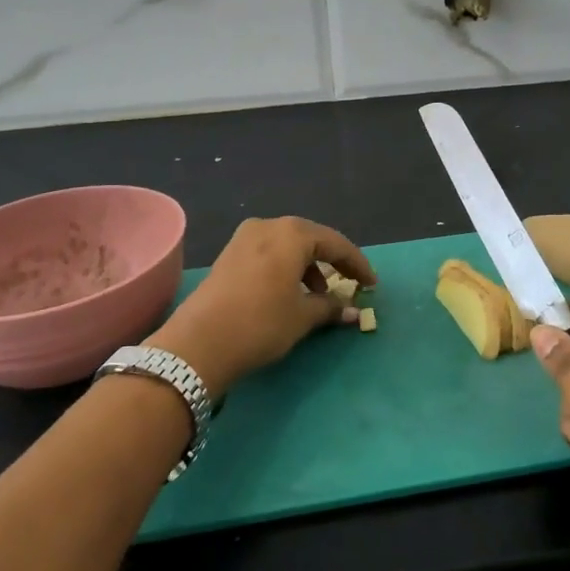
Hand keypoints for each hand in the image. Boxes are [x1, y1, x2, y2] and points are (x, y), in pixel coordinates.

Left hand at [147, 217, 375, 395]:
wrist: (197, 344)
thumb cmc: (260, 324)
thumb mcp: (302, 317)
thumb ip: (331, 308)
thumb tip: (353, 312)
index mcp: (292, 234)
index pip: (335, 243)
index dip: (357, 264)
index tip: (372, 284)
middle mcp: (268, 226)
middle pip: (310, 239)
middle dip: (332, 261)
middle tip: (350, 282)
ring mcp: (244, 238)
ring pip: (287, 245)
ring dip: (308, 265)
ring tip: (319, 293)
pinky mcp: (228, 255)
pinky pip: (268, 253)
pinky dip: (286, 267)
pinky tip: (290, 292)